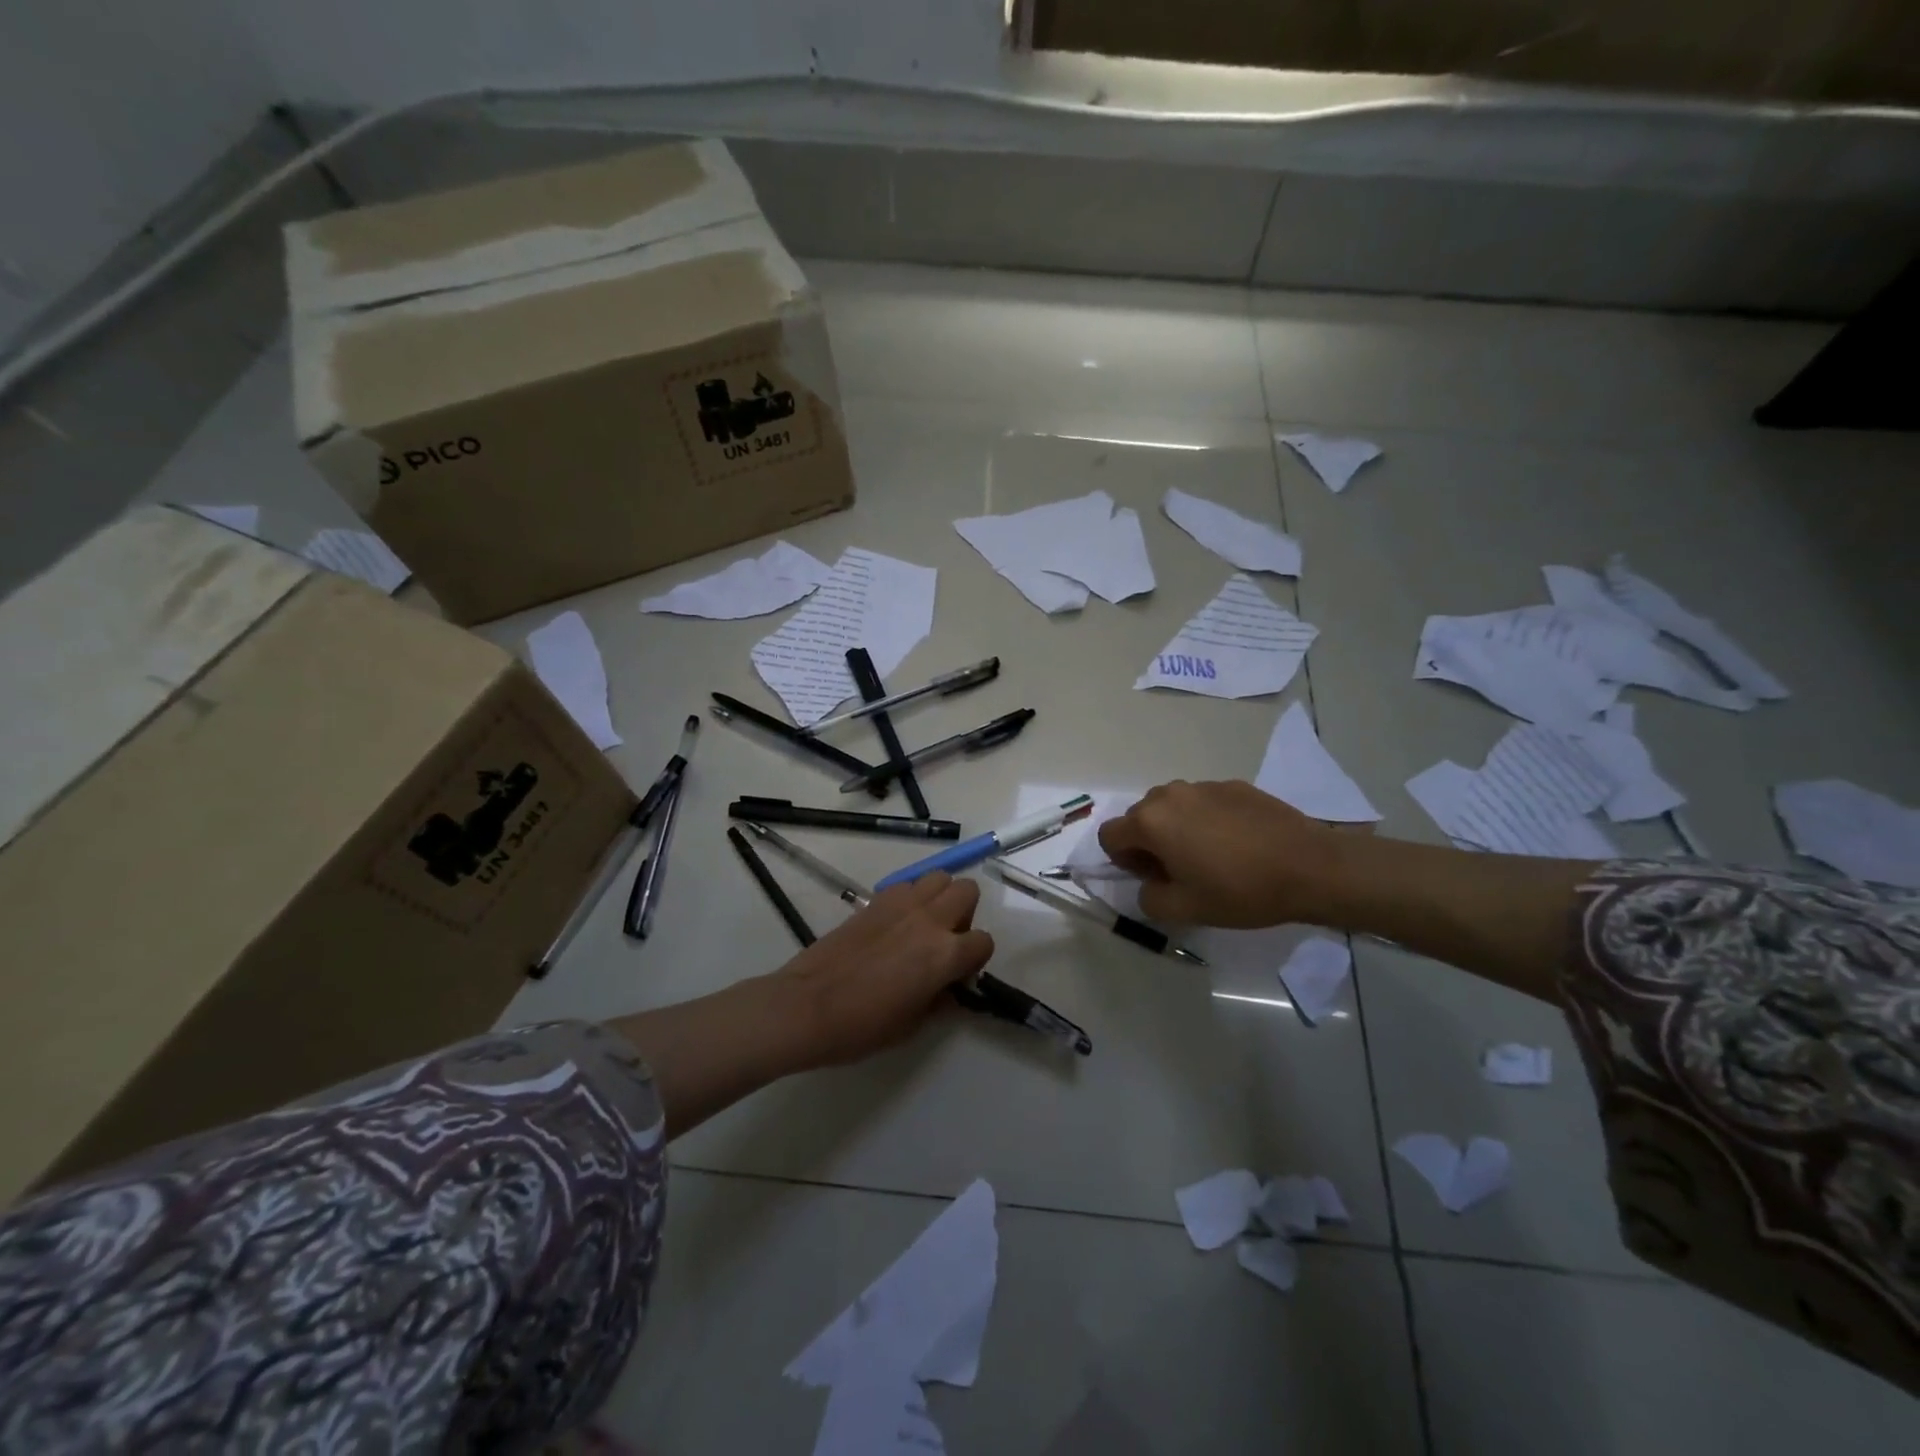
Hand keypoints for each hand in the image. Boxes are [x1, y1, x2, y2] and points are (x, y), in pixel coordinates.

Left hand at [771, 872, 994, 1068]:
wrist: (808, 1006)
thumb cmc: (862, 1026)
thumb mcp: (913, 1025)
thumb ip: (939, 1000)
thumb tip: (948, 988)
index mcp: (944, 954)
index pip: (983, 941)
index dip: (975, 960)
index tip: (958, 975)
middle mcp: (929, 920)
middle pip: (967, 891)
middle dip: (965, 914)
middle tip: (946, 940)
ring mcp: (901, 904)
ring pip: (939, 877)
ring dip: (940, 897)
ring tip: (923, 925)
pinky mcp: (876, 899)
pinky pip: (907, 884)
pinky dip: (911, 897)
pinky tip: (895, 923)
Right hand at [1097, 779, 1340, 927]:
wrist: (1309, 866)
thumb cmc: (1240, 890)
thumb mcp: (1185, 910)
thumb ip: (1149, 898)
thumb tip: (1149, 884)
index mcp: (1151, 821)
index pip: (1110, 835)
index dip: (1124, 861)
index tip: (1154, 878)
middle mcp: (1170, 794)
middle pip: (1140, 817)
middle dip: (1149, 843)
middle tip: (1181, 871)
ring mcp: (1203, 786)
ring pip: (1172, 807)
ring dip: (1176, 829)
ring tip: (1210, 855)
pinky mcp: (1233, 785)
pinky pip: (1203, 802)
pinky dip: (1206, 820)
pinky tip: (1237, 844)